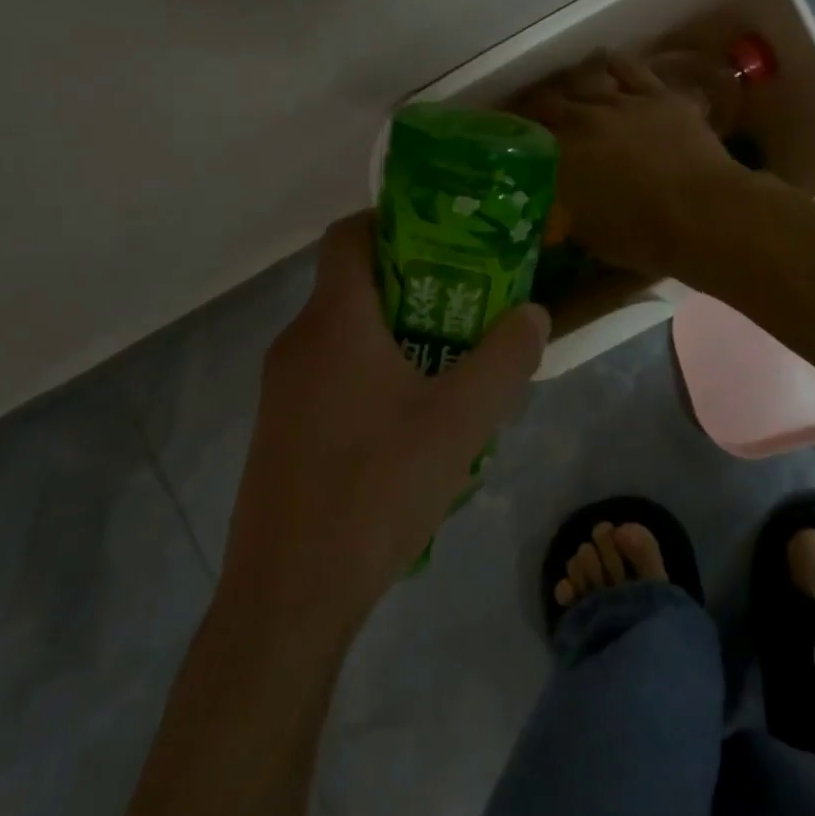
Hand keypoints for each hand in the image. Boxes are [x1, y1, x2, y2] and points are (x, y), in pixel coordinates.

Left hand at [218, 213, 548, 642]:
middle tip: (470, 303)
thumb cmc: (376, 490)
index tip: (446, 236)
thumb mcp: (460, 422)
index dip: (394, 219)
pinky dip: (373, 373)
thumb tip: (534, 314)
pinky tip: (412, 423)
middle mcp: (298, 341)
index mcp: (333, 321)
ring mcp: (281, 388)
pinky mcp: (281, 429)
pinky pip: (332, 375)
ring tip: (452, 363)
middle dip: (414, 283)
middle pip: (354, 283)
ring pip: (345, 334)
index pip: (350, 234)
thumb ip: (504, 359)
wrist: (288, 595)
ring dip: (397, 334)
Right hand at [519, 53, 742, 275]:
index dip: (515, 134)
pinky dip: (616, 67)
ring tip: (571, 90)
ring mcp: (625, 102)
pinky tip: (610, 66)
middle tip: (536, 116)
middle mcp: (586, 119)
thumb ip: (567, 215)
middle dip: (540, 109)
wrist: (704, 214)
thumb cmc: (643, 235)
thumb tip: (555, 214)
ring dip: (575, 85)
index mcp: (563, 155)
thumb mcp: (590, 235)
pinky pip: (631, 69)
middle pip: (553, 103)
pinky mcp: (660, 96)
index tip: (509, 138)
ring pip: (589, 81)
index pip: (527, 135)